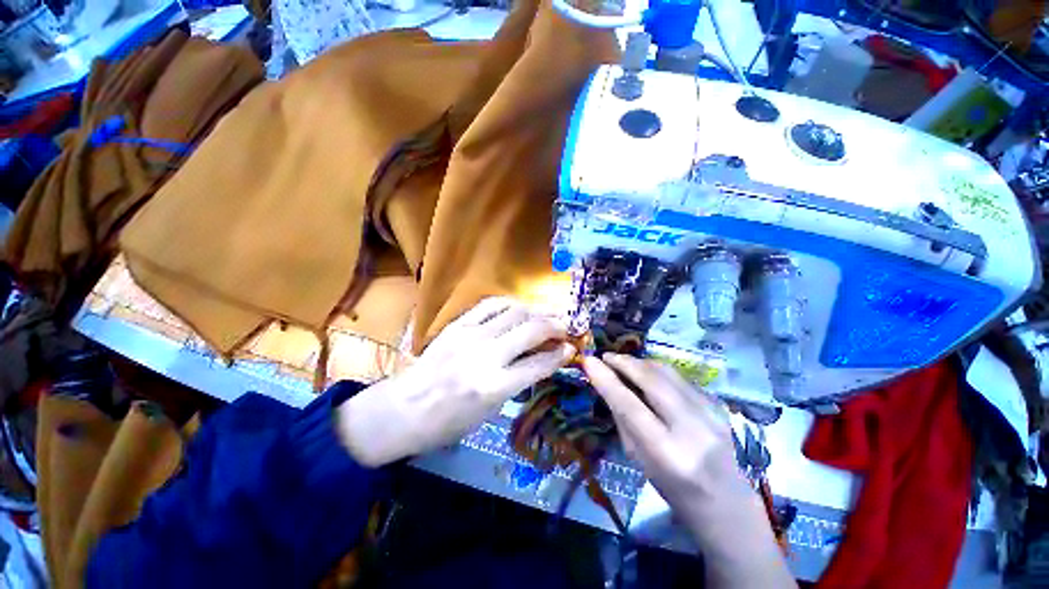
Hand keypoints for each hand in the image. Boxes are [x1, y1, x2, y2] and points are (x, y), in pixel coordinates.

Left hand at [337, 297, 574, 466]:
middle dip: (555, 326)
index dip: (560, 354)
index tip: (571, 348)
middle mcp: (486, 356)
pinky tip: (519, 308)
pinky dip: (510, 303)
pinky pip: (490, 305)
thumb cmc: (448, 422)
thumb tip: (541, 361)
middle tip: (566, 327)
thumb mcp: (490, 411)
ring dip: (536, 310)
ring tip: (547, 314)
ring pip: (514, 311)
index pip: (539, 363)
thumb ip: (518, 382)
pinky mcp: (458, 324)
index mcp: (495, 387)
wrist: (404, 409)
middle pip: (532, 330)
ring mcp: (470, 336)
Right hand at [581, 354, 744, 513]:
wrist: (727, 502)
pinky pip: (679, 377)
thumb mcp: (638, 458)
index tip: (589, 361)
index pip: (629, 406)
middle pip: (652, 380)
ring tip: (623, 362)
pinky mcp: (719, 403)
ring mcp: (710, 412)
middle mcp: (692, 427)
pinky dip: (658, 371)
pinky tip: (648, 376)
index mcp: (666, 452)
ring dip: (640, 362)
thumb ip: (623, 418)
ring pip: (667, 372)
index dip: (607, 380)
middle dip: (625, 362)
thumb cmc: (672, 488)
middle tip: (606, 356)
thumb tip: (605, 383)